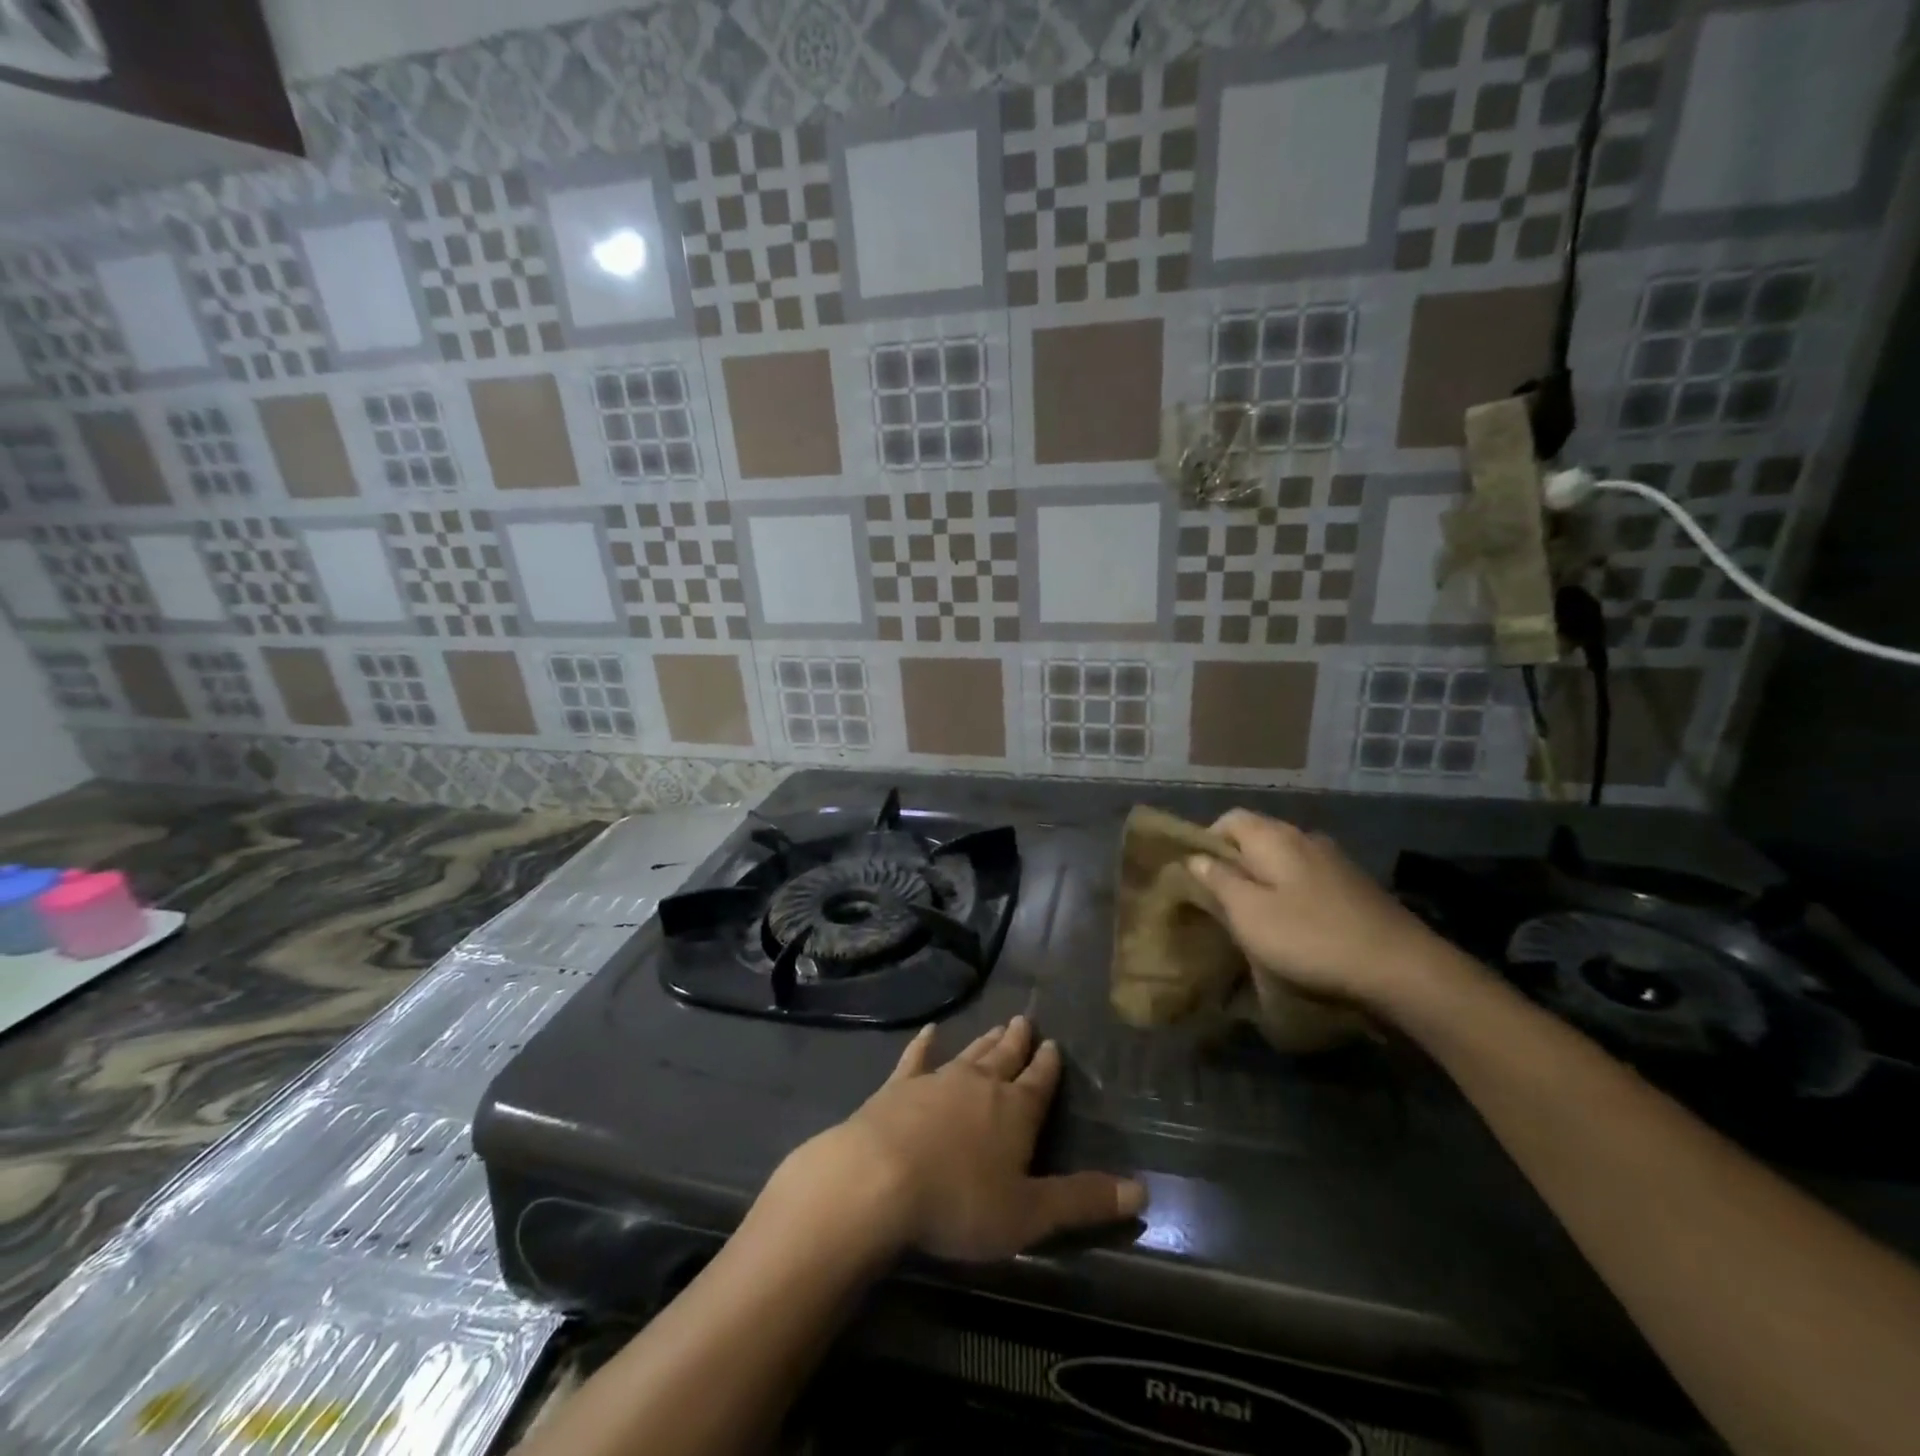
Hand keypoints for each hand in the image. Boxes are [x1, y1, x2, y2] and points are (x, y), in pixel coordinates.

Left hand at [779, 1016, 1145, 1262]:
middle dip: (1018, 1042)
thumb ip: (1082, 1201)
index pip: (1039, 1082)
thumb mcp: (1028, 1214)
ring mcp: (937, 1080)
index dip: (1049, 1066)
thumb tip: (1141, 1189)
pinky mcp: (899, 1086)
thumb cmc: (959, 1203)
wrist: (878, 1179)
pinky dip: (925, 1044)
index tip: (1054, 1045)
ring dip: (984, 1042)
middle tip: (1025, 1021)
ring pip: (970, 1054)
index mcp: (1015, 1112)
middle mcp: (980, 1085)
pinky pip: (917, 1058)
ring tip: (996, 1026)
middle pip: (1005, 1058)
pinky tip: (929, 1031)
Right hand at [1187, 810, 1461, 1013]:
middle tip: (1224, 902)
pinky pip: (1310, 879)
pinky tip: (1297, 927)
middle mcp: (1305, 837)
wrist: (1401, 968)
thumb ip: (1219, 881)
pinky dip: (1294, 894)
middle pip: (1258, 838)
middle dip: (1237, 864)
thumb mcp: (1249, 914)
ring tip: (1258, 917)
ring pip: (1286, 860)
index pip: (1230, 818)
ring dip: (1266, 881)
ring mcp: (1336, 861)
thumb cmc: (1310, 938)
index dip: (1207, 841)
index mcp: (1274, 837)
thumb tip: (1196, 858)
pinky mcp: (1357, 886)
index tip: (1199, 876)